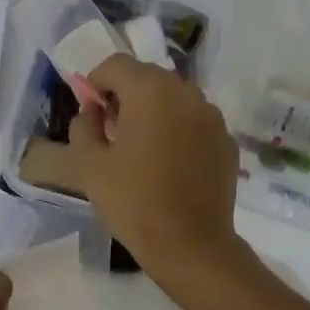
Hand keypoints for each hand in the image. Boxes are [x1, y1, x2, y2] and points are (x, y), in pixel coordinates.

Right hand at [66, 55, 241, 283]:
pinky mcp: (227, 142)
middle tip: (110, 135)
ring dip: (153, 114)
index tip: (90, 116)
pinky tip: (169, 168)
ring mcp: (213, 117)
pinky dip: (177, 133)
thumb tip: (91, 113)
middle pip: (147, 78)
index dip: (95, 84)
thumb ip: (82, 128)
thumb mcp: (87, 166)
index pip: (114, 65)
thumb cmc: (133, 201)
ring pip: (173, 100)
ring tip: (140, 152)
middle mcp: (187, 93)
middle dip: (124, 97)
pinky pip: (194, 124)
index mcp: (151, 91)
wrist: (190, 245)